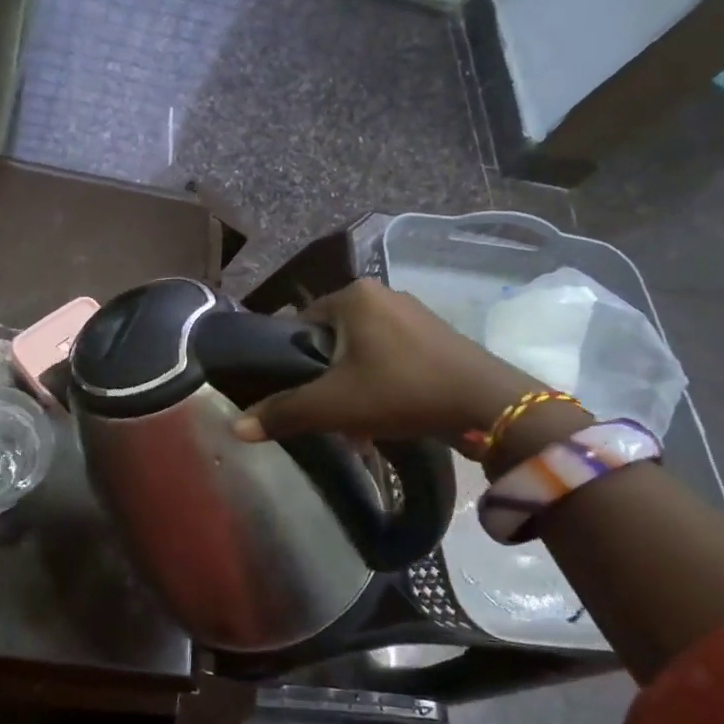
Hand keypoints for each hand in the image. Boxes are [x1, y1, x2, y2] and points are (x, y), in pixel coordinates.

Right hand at [232, 280, 537, 445]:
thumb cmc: (400, 391)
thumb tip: (234, 429)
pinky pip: (392, 356)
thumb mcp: (333, 406)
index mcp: (354, 295)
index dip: (294, 360)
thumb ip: (282, 413)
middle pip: (333, 339)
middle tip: (328, 413)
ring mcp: (414, 313)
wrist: (488, 406)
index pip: (301, 322)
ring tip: (358, 423)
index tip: (298, 393)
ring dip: (354, 385)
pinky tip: (388, 415)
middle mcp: (383, 294)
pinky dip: (382, 382)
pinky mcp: (437, 336)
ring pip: (363, 351)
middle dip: (327, 378)